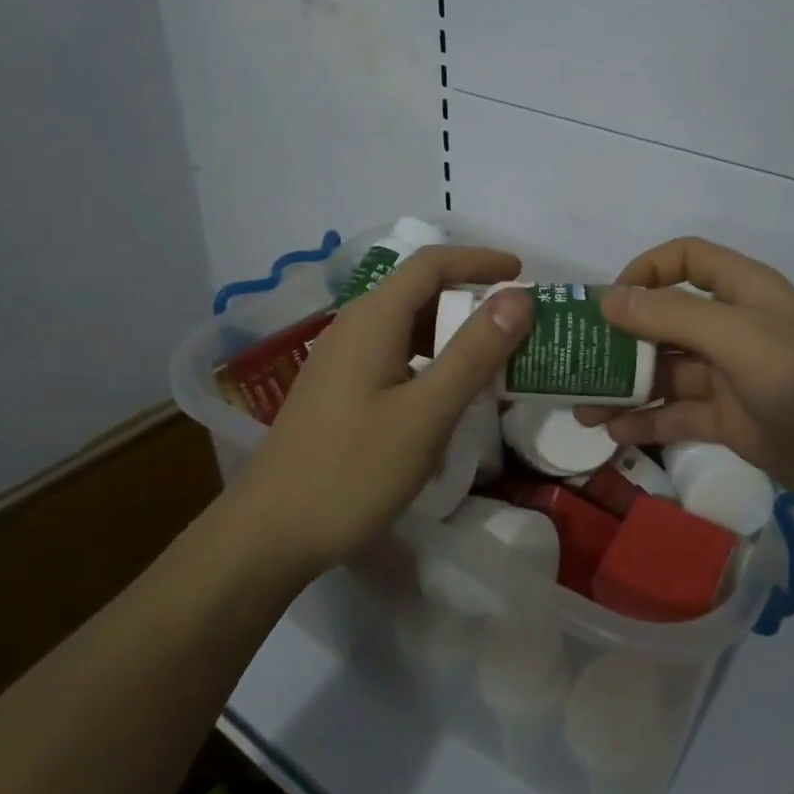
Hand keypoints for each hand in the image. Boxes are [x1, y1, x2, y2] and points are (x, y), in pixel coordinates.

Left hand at [233, 246, 532, 581]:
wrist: (270, 533)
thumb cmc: (353, 470)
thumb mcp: (427, 413)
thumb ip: (475, 352)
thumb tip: (518, 297)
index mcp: (373, 318)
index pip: (432, 264)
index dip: (480, 261)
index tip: (523, 273)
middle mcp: (354, 326)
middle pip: (419, 290)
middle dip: (471, 297)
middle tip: (518, 323)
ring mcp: (342, 359)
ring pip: (407, 325)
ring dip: (452, 331)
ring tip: (494, 356)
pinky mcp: (339, 389)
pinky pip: (394, 353)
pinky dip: (430, 357)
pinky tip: (448, 392)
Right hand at [577, 237, 793, 537]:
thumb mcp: (740, 339)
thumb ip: (673, 315)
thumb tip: (609, 299)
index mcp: (744, 291)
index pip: (685, 259)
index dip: (645, 271)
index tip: (608, 304)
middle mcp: (733, 327)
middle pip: (665, 318)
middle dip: (620, 336)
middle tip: (575, 360)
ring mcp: (731, 377)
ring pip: (666, 370)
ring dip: (624, 384)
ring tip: (580, 405)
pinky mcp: (731, 421)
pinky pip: (677, 412)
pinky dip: (646, 419)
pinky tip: (611, 432)